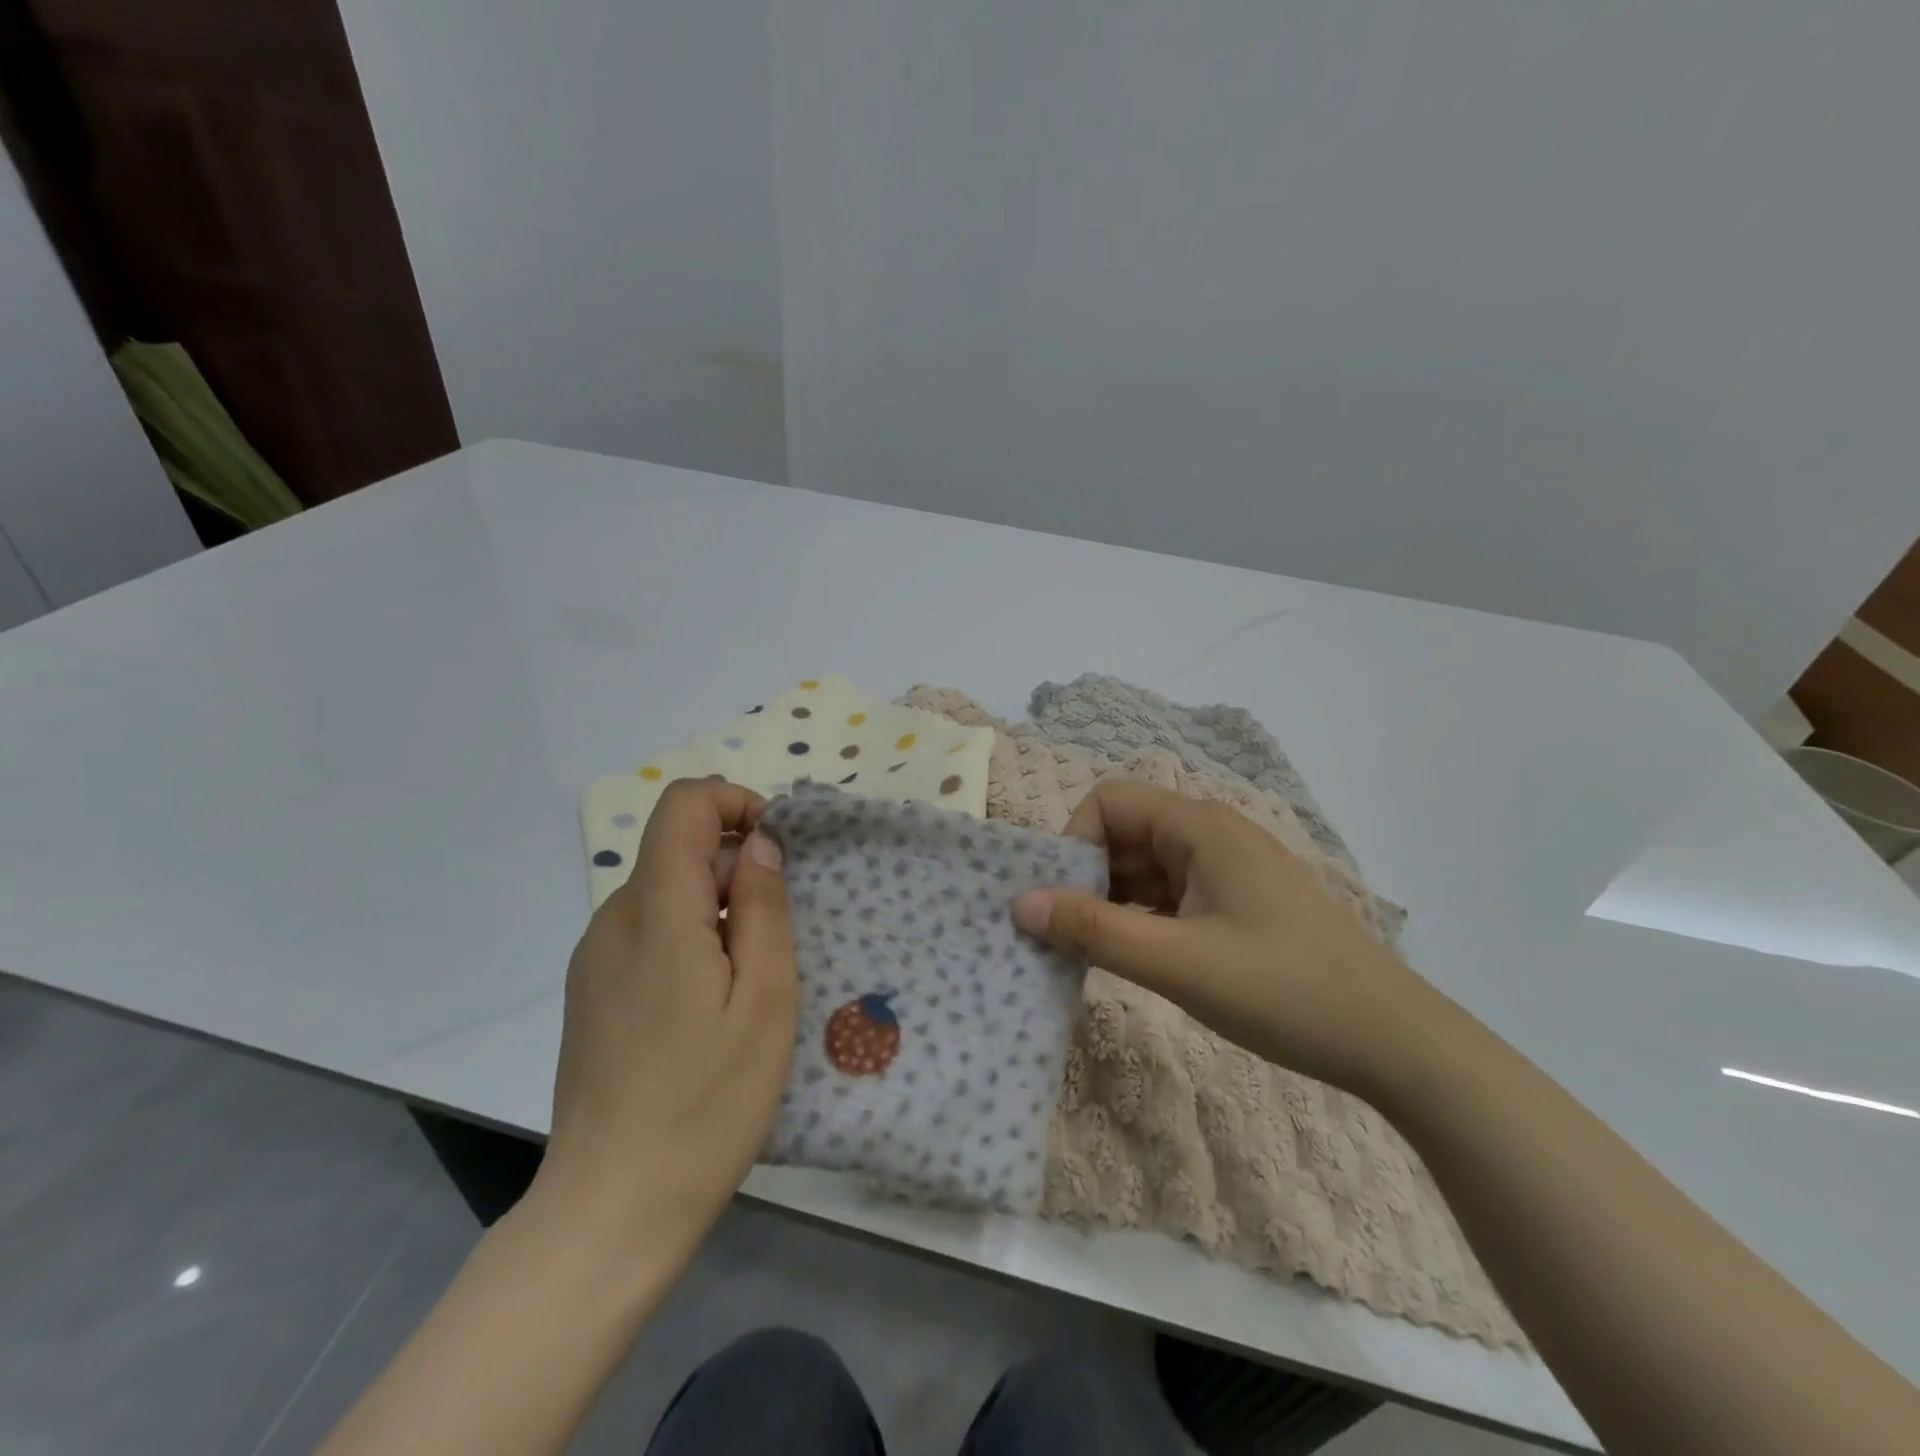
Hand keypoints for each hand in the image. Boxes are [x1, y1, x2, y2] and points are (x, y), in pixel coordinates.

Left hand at [539, 778, 797, 1253]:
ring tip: (748, 978)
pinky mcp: (592, 990)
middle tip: (776, 935)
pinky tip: (709, 1004)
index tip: (777, 851)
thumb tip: (759, 842)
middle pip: (677, 847)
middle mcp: (614, 920)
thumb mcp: (765, 998)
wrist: (612, 1209)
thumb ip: (761, 906)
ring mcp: (595, 957)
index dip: (735, 803)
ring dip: (716, 906)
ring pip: (665, 890)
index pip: (684, 804)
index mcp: (656, 912)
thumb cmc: (707, 1102)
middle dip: (735, 866)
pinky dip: (689, 936)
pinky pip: (647, 930)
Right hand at [1011, 779, 1436, 1097]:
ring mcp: (1226, 871)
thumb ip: (1095, 931)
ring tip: (1085, 954)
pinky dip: (1140, 920)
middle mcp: (1210, 835)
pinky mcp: (1236, 904)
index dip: (1072, 842)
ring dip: (1110, 903)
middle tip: (1061, 936)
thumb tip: (1019, 904)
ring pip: (1144, 869)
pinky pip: (1169, 897)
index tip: (1058, 901)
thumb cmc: (1284, 990)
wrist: (1392, 1041)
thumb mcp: (1179, 964)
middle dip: (1085, 878)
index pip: (1109, 802)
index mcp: (1200, 827)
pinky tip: (1129, 959)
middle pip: (1123, 834)